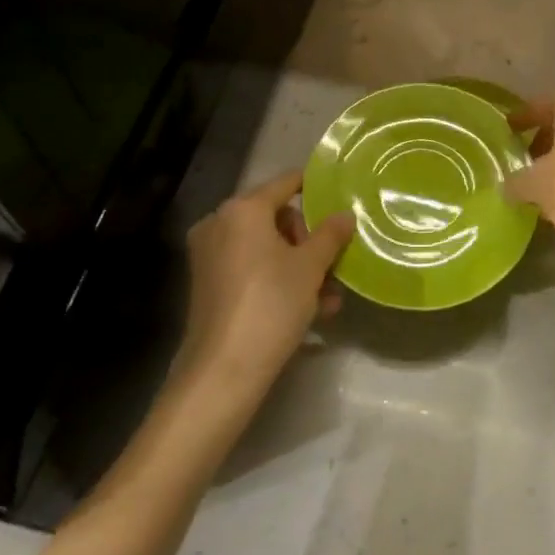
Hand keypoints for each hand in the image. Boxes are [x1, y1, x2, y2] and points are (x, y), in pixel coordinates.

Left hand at [178, 170, 354, 397]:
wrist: (223, 371)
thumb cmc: (271, 303)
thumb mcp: (311, 267)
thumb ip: (330, 234)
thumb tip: (345, 214)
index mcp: (243, 209)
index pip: (286, 183)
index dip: (314, 186)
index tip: (339, 193)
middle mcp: (220, 224)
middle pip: (275, 217)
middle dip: (308, 239)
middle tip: (332, 262)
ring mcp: (210, 256)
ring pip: (265, 248)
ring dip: (299, 266)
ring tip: (331, 295)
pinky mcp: (208, 286)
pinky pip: (251, 269)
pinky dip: (278, 280)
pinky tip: (312, 309)